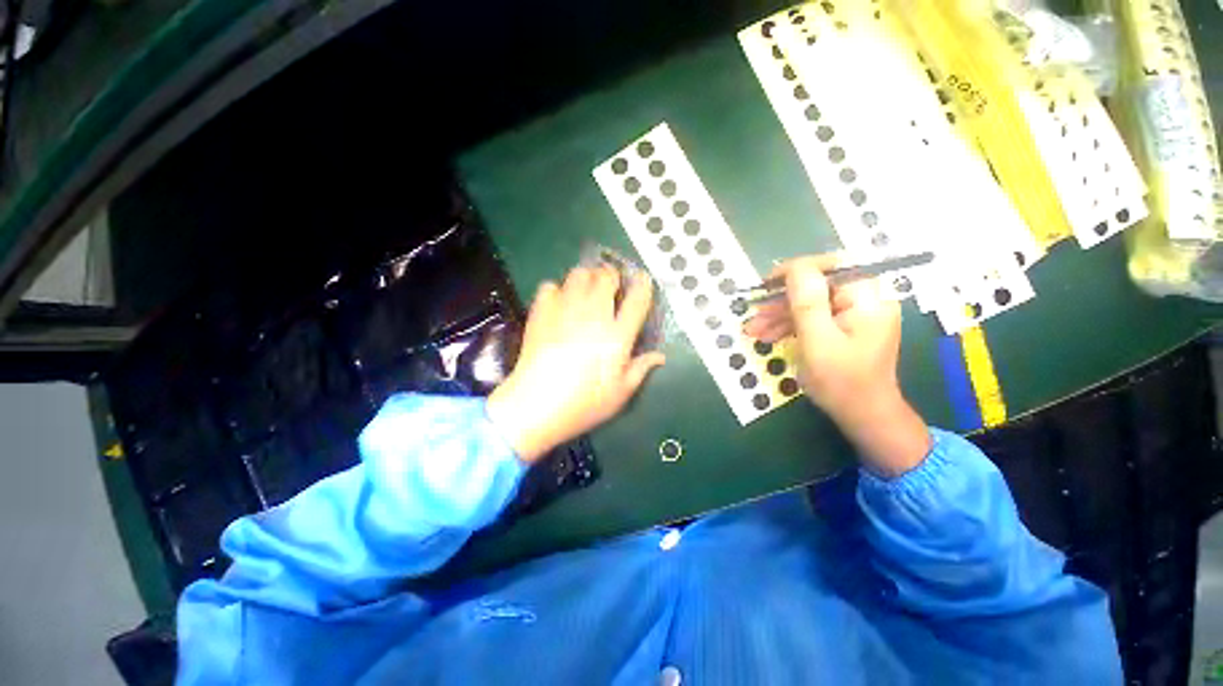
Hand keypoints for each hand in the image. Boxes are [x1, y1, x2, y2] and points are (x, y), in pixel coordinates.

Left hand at [487, 266, 665, 462]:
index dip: (643, 284)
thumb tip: (660, 356)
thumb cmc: (583, 404)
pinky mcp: (541, 312)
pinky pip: (550, 286)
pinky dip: (557, 290)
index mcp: (617, 335)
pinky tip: (558, 304)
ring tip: (586, 290)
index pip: (637, 299)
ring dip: (587, 278)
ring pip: (579, 274)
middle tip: (610, 287)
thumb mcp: (620, 393)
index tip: (642, 279)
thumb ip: (641, 369)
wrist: (535, 406)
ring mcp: (565, 310)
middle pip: (606, 277)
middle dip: (611, 276)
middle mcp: (593, 315)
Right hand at [743, 254, 929, 474]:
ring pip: (810, 302)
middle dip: (782, 300)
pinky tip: (768, 335)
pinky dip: (790, 325)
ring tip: (753, 330)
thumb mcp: (818, 342)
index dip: (796, 271)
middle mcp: (864, 300)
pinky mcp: (844, 327)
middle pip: (816, 286)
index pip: (831, 266)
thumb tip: (796, 267)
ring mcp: (854, 314)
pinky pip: (813, 317)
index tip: (766, 285)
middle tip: (753, 313)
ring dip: (779, 314)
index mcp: (866, 298)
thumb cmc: (841, 382)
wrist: (863, 416)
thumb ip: (807, 303)